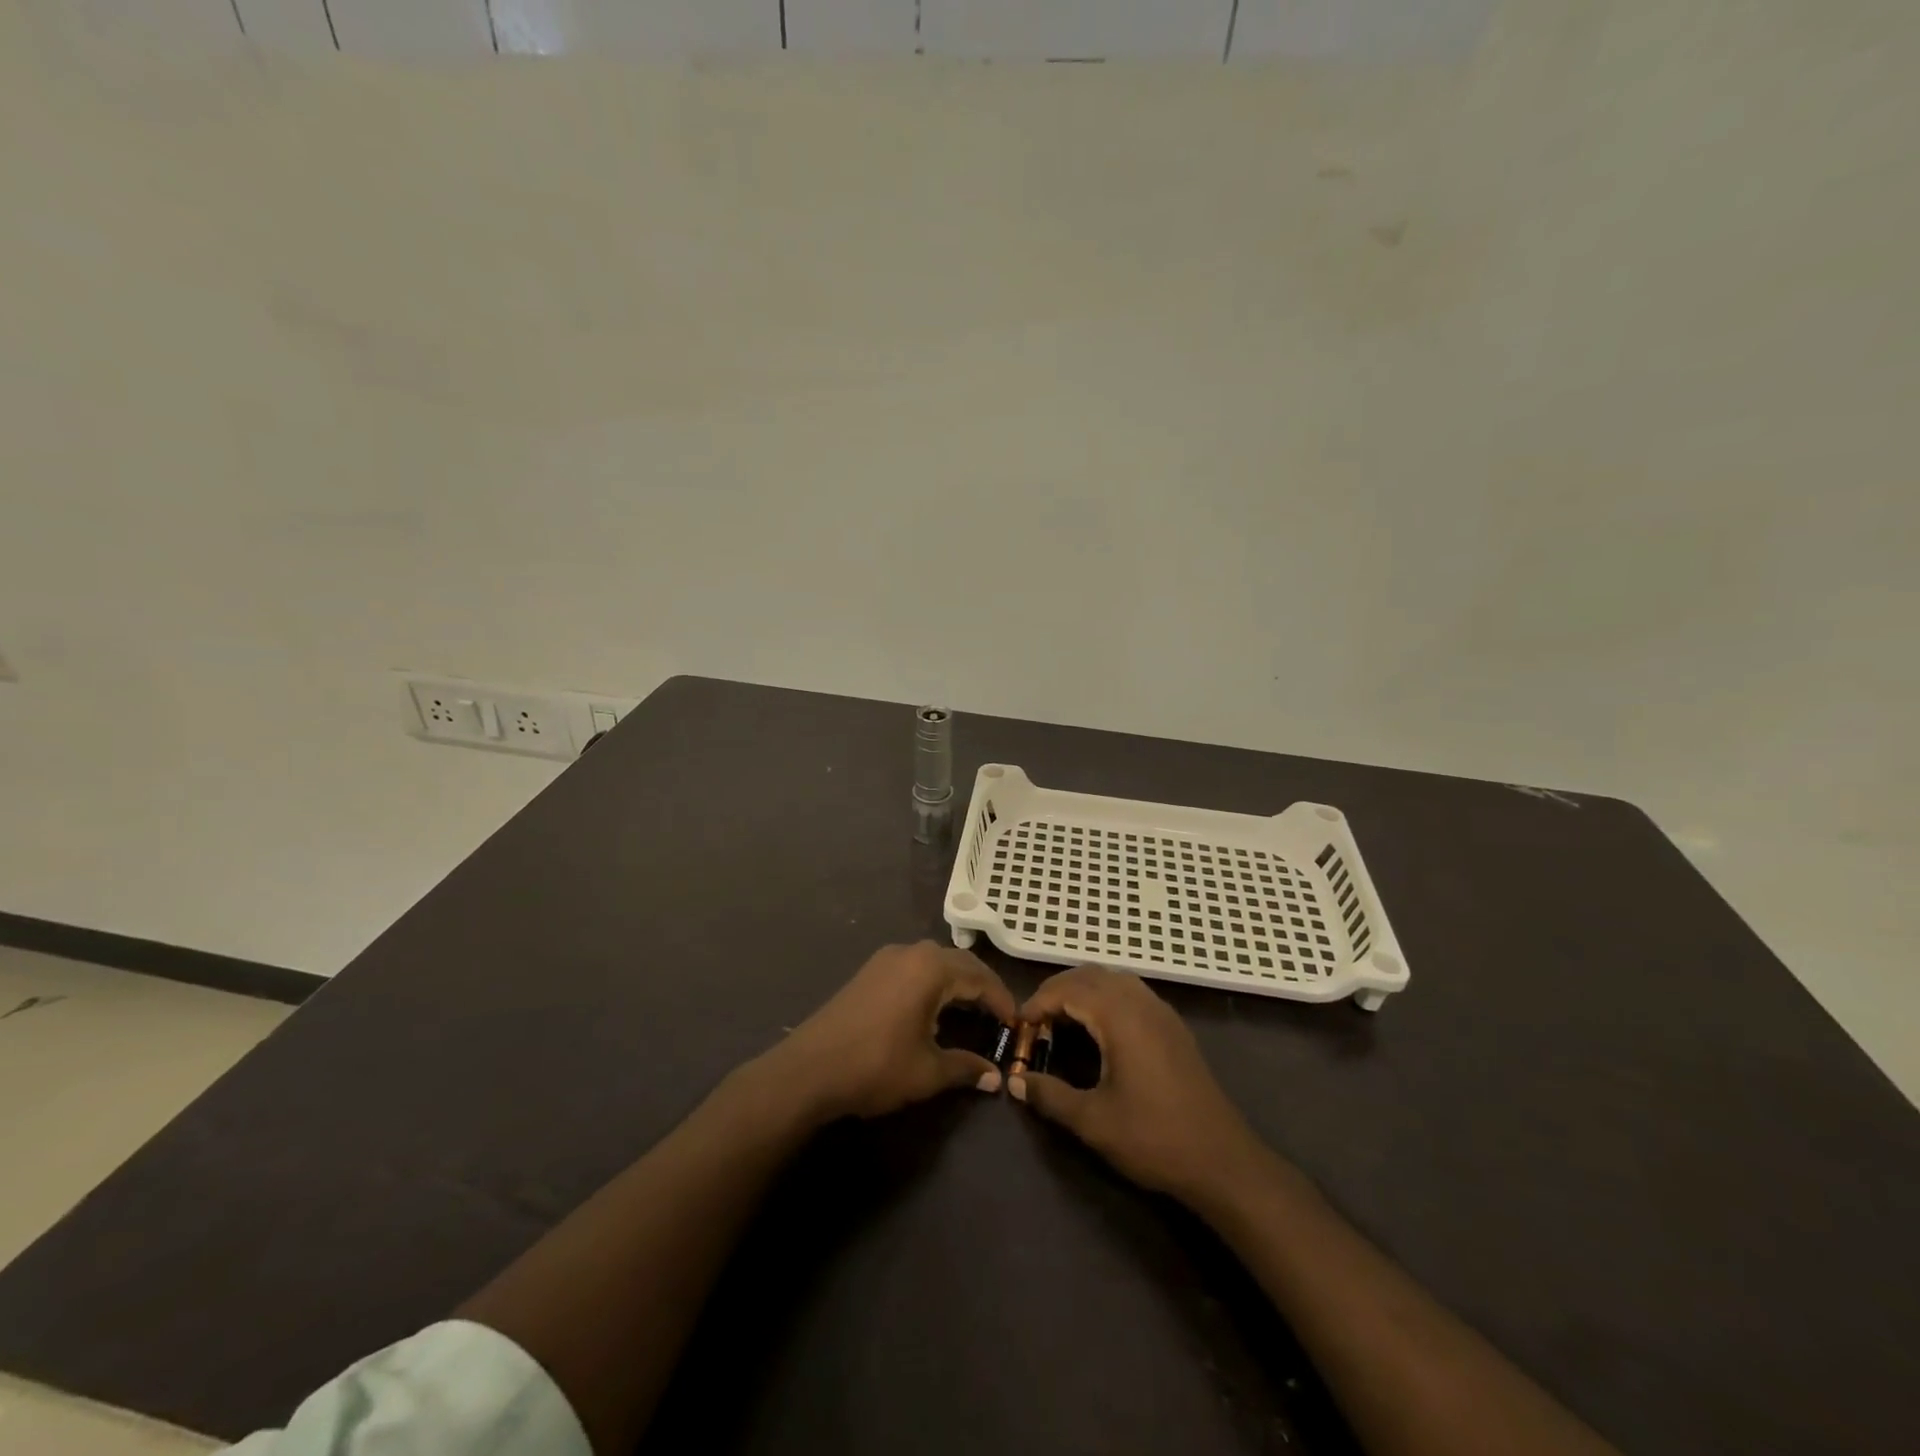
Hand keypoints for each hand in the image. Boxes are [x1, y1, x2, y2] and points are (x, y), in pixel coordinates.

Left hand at [758, 942, 1015, 1122]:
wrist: (809, 1069)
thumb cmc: (875, 1066)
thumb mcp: (927, 1072)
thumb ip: (966, 1067)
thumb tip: (996, 1077)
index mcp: (931, 969)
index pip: (980, 977)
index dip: (1002, 1000)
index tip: (1017, 1023)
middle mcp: (911, 953)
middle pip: (960, 962)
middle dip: (983, 986)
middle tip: (999, 1015)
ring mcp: (887, 958)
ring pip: (935, 961)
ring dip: (957, 981)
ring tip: (971, 1010)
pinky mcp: (870, 970)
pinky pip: (914, 966)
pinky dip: (934, 981)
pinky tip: (934, 1007)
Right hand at [1013, 967, 1267, 1204]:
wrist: (1222, 1160)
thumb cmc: (1154, 1138)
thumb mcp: (1093, 1122)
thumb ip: (1050, 1096)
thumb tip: (1015, 1082)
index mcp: (1120, 1016)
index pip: (1069, 989)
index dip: (1038, 1002)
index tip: (1018, 1026)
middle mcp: (1141, 1002)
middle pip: (1090, 975)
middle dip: (1058, 990)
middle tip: (1035, 1021)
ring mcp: (1161, 1012)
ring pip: (1113, 980)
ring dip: (1083, 991)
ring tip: (1061, 1021)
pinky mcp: (1173, 1027)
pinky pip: (1131, 993)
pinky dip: (1105, 998)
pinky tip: (1098, 1031)